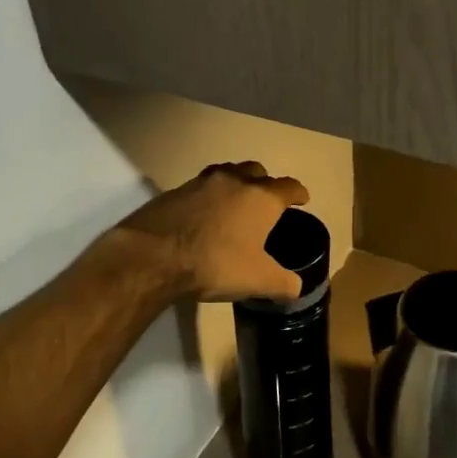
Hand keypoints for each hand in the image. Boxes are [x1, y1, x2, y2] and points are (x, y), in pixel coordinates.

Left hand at [116, 162, 310, 301]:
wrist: (154, 256)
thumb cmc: (216, 263)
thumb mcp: (258, 280)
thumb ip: (283, 283)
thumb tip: (297, 287)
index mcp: (261, 198)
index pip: (289, 187)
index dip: (298, 193)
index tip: (302, 199)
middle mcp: (234, 181)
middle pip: (257, 171)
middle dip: (266, 182)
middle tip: (266, 200)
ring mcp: (202, 182)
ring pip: (227, 173)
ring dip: (236, 183)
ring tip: (236, 202)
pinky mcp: (175, 191)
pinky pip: (200, 187)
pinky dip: (209, 196)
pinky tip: (204, 215)